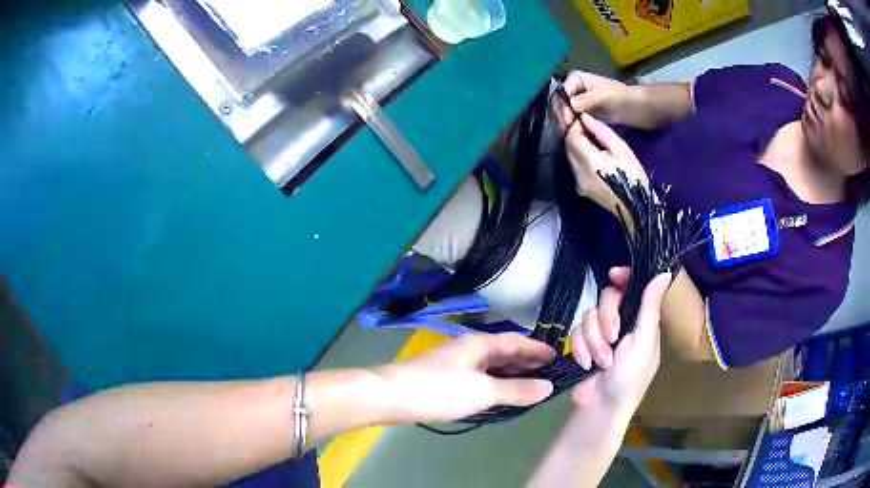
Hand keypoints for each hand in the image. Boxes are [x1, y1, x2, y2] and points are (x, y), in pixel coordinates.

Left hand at [378, 333, 554, 423]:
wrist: (392, 396)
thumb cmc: (439, 390)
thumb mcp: (483, 392)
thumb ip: (516, 390)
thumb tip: (548, 387)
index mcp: (480, 344)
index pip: (516, 341)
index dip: (537, 348)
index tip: (557, 356)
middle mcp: (470, 349)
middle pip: (504, 352)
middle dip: (526, 362)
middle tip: (548, 373)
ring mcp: (456, 364)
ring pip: (491, 366)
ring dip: (511, 374)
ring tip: (530, 385)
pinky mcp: (446, 379)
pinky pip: (480, 377)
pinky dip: (495, 384)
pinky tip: (500, 395)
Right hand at [551, 71, 630, 132]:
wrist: (635, 108)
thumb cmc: (620, 97)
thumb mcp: (602, 96)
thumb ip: (585, 100)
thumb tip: (569, 105)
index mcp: (576, 78)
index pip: (562, 92)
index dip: (562, 106)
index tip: (566, 121)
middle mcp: (573, 87)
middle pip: (559, 101)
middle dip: (559, 115)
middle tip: (564, 130)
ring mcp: (576, 99)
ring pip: (562, 110)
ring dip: (562, 121)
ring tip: (566, 133)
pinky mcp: (581, 111)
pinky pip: (570, 117)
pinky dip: (568, 125)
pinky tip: (570, 133)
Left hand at [565, 112, 647, 203]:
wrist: (636, 207)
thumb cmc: (633, 176)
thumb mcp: (621, 148)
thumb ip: (600, 131)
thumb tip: (584, 118)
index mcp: (588, 162)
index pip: (571, 137)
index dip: (576, 126)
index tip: (586, 120)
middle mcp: (578, 173)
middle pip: (568, 147)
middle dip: (575, 135)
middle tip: (590, 128)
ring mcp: (578, 183)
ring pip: (570, 157)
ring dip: (577, 146)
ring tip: (593, 141)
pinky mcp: (581, 189)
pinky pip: (575, 167)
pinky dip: (580, 158)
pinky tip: (594, 156)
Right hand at [570, 268, 670, 412]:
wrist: (601, 407)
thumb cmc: (630, 377)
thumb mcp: (644, 341)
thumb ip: (650, 306)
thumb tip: (665, 272)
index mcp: (641, 321)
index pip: (633, 287)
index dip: (623, 278)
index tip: (613, 276)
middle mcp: (622, 323)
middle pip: (607, 298)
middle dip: (606, 319)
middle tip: (612, 339)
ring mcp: (601, 335)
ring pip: (588, 316)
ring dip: (593, 341)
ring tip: (601, 362)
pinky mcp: (583, 346)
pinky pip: (575, 332)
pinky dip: (580, 348)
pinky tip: (586, 364)